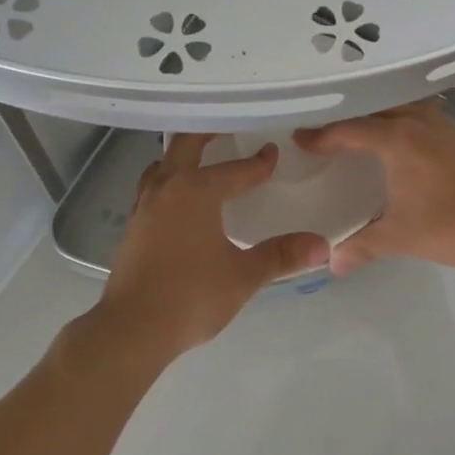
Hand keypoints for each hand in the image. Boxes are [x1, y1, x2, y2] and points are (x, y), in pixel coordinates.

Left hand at [99, 134, 327, 357]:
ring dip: (182, 155)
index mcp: (196, 191)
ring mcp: (145, 205)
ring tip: (200, 157)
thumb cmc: (190, 296)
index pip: (235, 169)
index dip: (258, 163)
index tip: (273, 153)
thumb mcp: (243, 276)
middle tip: (227, 125)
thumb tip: (322, 245)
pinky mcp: (133, 226)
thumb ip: (281, 256)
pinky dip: (168, 179)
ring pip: (163, 164)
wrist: (131, 329)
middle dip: (208, 133)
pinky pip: (152, 186)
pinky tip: (177, 198)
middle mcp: (168, 188)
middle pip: (186, 146)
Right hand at [294, 101, 454, 275]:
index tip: (300, 139)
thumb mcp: (400, 237)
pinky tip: (396, 136)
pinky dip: (398, 118)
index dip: (322, 135)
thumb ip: (363, 246)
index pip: (349, 129)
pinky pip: (417, 113)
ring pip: (398, 106)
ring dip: (375, 114)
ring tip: (356, 128)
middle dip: (346, 117)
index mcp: (397, 138)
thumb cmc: (451, 224)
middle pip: (372, 109)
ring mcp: (440, 123)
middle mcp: (416, 121)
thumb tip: (331, 264)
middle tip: (323, 129)